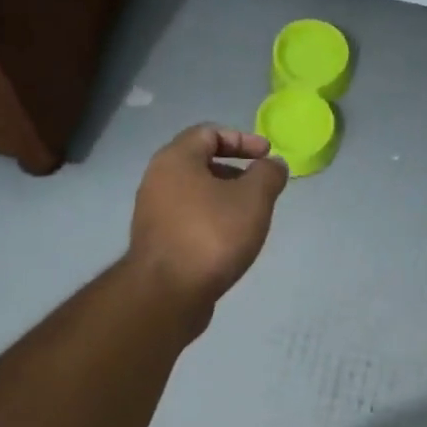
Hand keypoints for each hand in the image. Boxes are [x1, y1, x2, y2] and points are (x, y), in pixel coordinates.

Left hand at [128, 126, 288, 320]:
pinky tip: (229, 241)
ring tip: (249, 218)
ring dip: (223, 198)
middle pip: (199, 163)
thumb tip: (274, 164)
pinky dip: (210, 220)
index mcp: (175, 159)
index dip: (243, 139)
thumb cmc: (212, 235)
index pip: (209, 133)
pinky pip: (188, 219)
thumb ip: (268, 175)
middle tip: (260, 188)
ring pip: (194, 194)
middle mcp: (157, 180)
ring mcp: (152, 213)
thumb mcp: (253, 199)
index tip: (267, 156)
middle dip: (234, 171)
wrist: (168, 293)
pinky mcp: (156, 242)